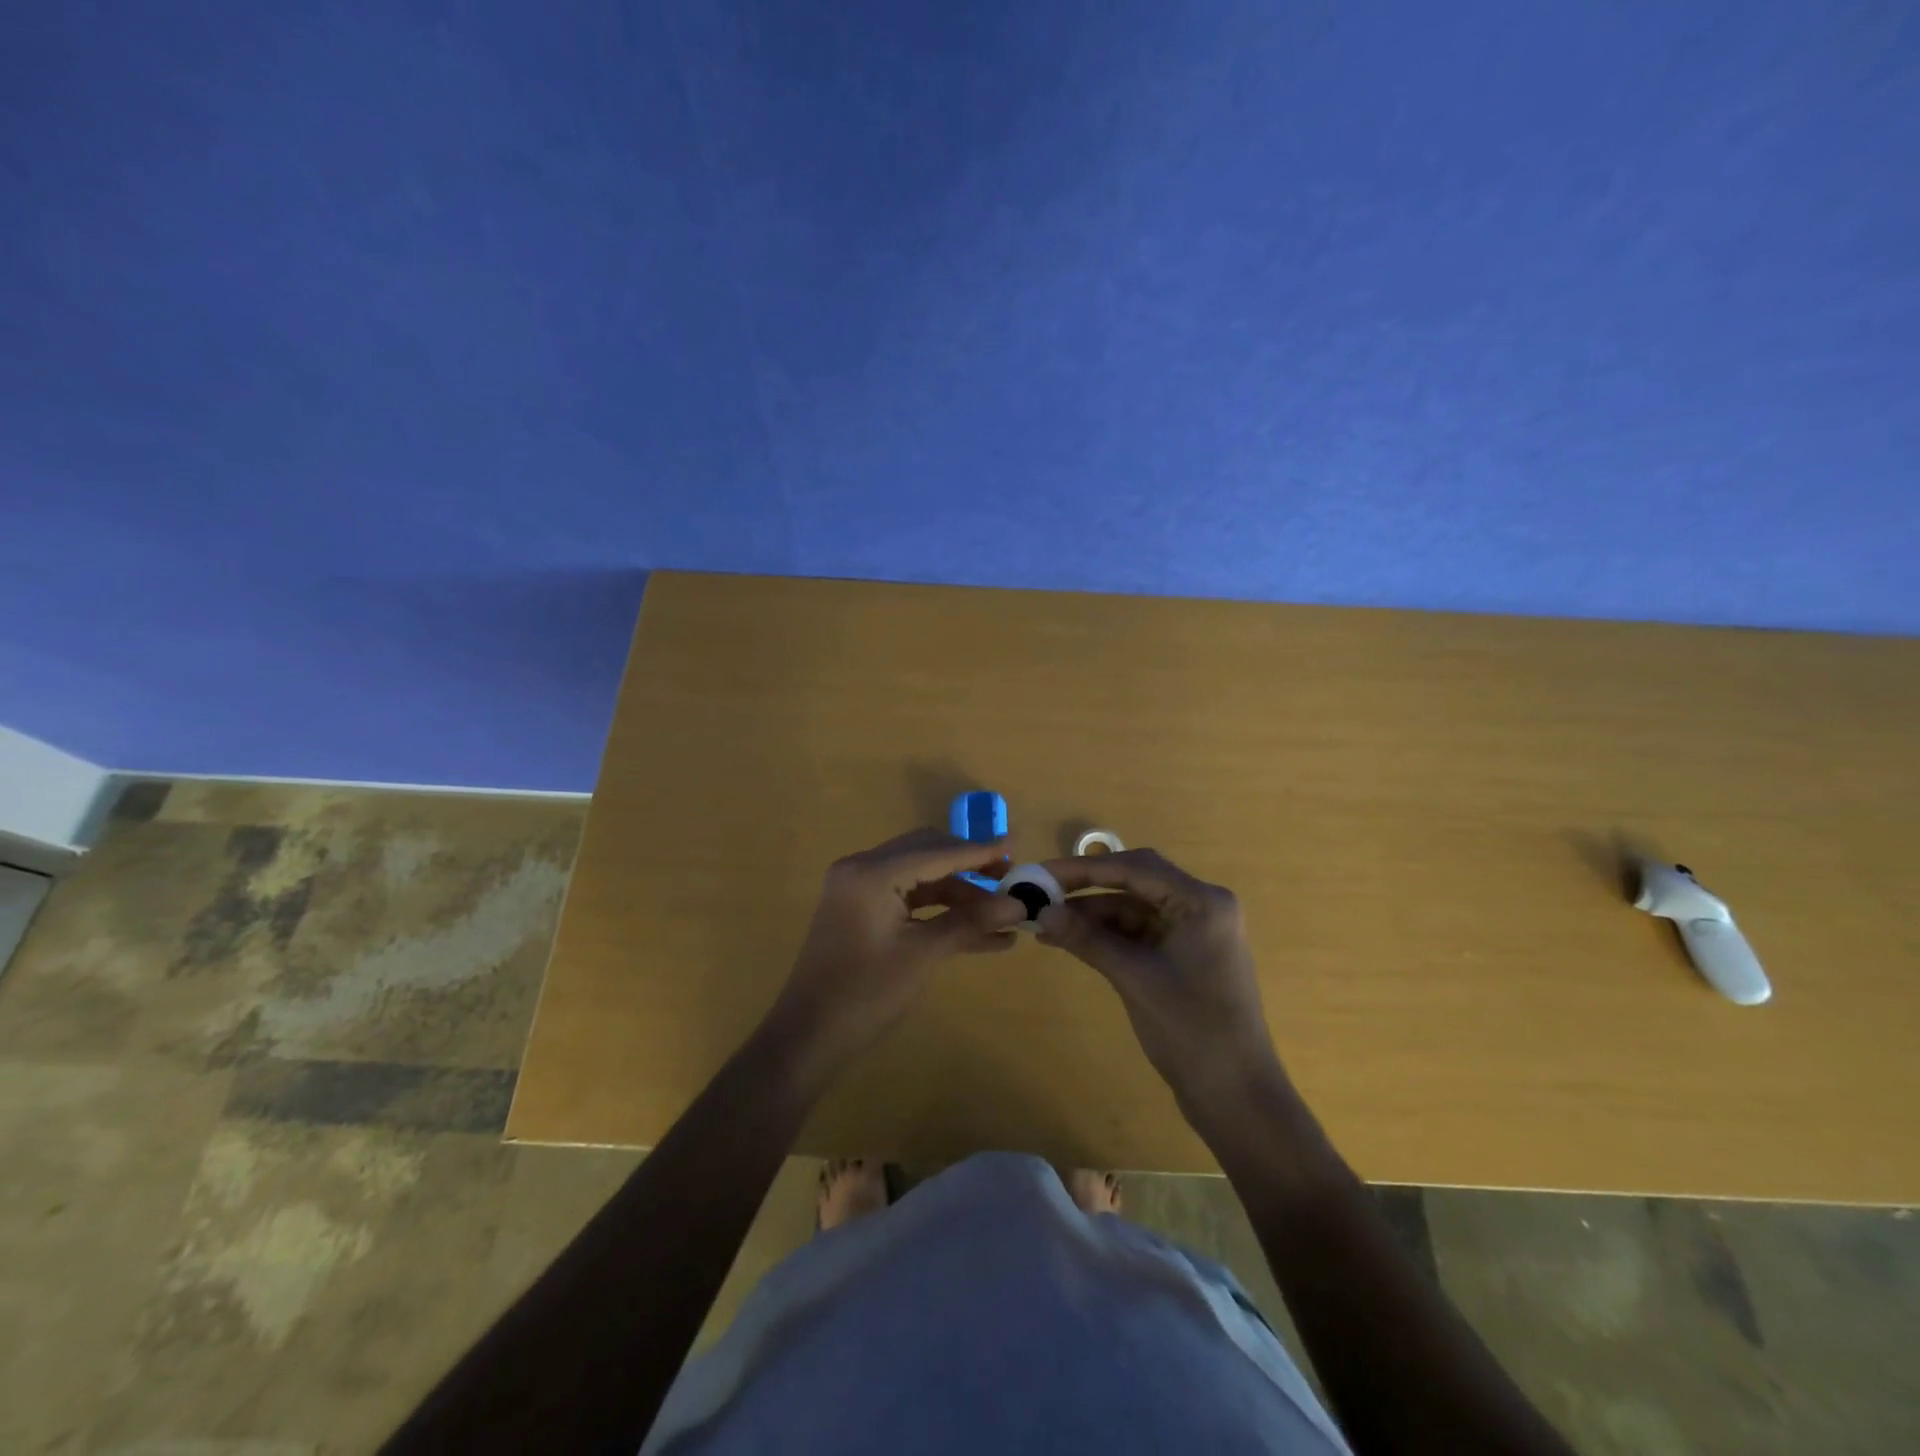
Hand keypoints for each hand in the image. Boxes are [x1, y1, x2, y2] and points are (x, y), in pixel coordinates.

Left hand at [768, 829, 1026, 1081]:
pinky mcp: (860, 910)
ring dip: (958, 891)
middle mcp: (862, 868)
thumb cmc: (865, 994)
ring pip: (920, 876)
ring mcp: (858, 889)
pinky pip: (907, 897)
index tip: (1018, 843)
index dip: (980, 850)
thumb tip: (1019, 906)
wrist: (808, 1038)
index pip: (937, 851)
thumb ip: (970, 922)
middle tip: (1009, 879)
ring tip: (1001, 913)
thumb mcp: (923, 955)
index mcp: (872, 872)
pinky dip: (938, 909)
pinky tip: (977, 931)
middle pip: (927, 853)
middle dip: (970, 866)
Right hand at [1036, 849, 1283, 1115]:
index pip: (1135, 868)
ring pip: (1131, 907)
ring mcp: (1191, 931)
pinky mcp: (1181, 954)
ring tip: (1045, 921)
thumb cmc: (1192, 1031)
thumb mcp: (1134, 979)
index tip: (1041, 872)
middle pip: (1134, 881)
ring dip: (1091, 914)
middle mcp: (1200, 906)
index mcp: (1202, 902)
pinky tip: (1068, 939)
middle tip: (1040, 891)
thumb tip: (1041, 911)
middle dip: (1086, 886)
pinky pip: (1136, 932)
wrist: (1235, 1097)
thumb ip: (1088, 939)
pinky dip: (1105, 935)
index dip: (1083, 868)